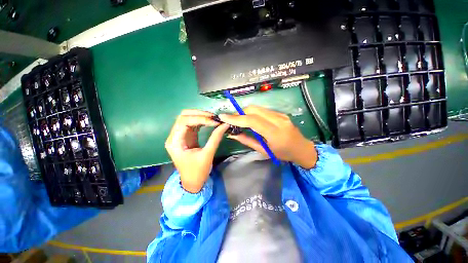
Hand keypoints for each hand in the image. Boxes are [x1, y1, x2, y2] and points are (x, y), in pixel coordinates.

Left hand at [165, 110, 228, 192]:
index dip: (199, 118)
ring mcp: (180, 136)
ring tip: (213, 118)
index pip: (184, 122)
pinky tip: (209, 122)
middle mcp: (174, 136)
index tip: (214, 122)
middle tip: (213, 117)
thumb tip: (224, 125)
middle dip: (199, 114)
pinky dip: (201, 121)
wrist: (192, 182)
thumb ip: (215, 138)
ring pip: (187, 118)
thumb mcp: (207, 154)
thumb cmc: (197, 171)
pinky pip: (192, 124)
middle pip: (183, 116)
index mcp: (175, 142)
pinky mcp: (187, 137)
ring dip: (200, 116)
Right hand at [219, 106, 316, 168]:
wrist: (302, 149)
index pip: (252, 121)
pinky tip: (250, 119)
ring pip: (258, 108)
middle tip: (231, 119)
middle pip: (254, 110)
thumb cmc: (283, 154)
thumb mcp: (264, 151)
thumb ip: (247, 141)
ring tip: (239, 119)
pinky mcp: (281, 113)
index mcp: (275, 133)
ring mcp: (281, 115)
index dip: (236, 118)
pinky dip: (253, 113)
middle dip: (239, 113)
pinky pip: (263, 110)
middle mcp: (278, 120)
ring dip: (245, 112)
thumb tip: (232, 134)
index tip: (223, 117)